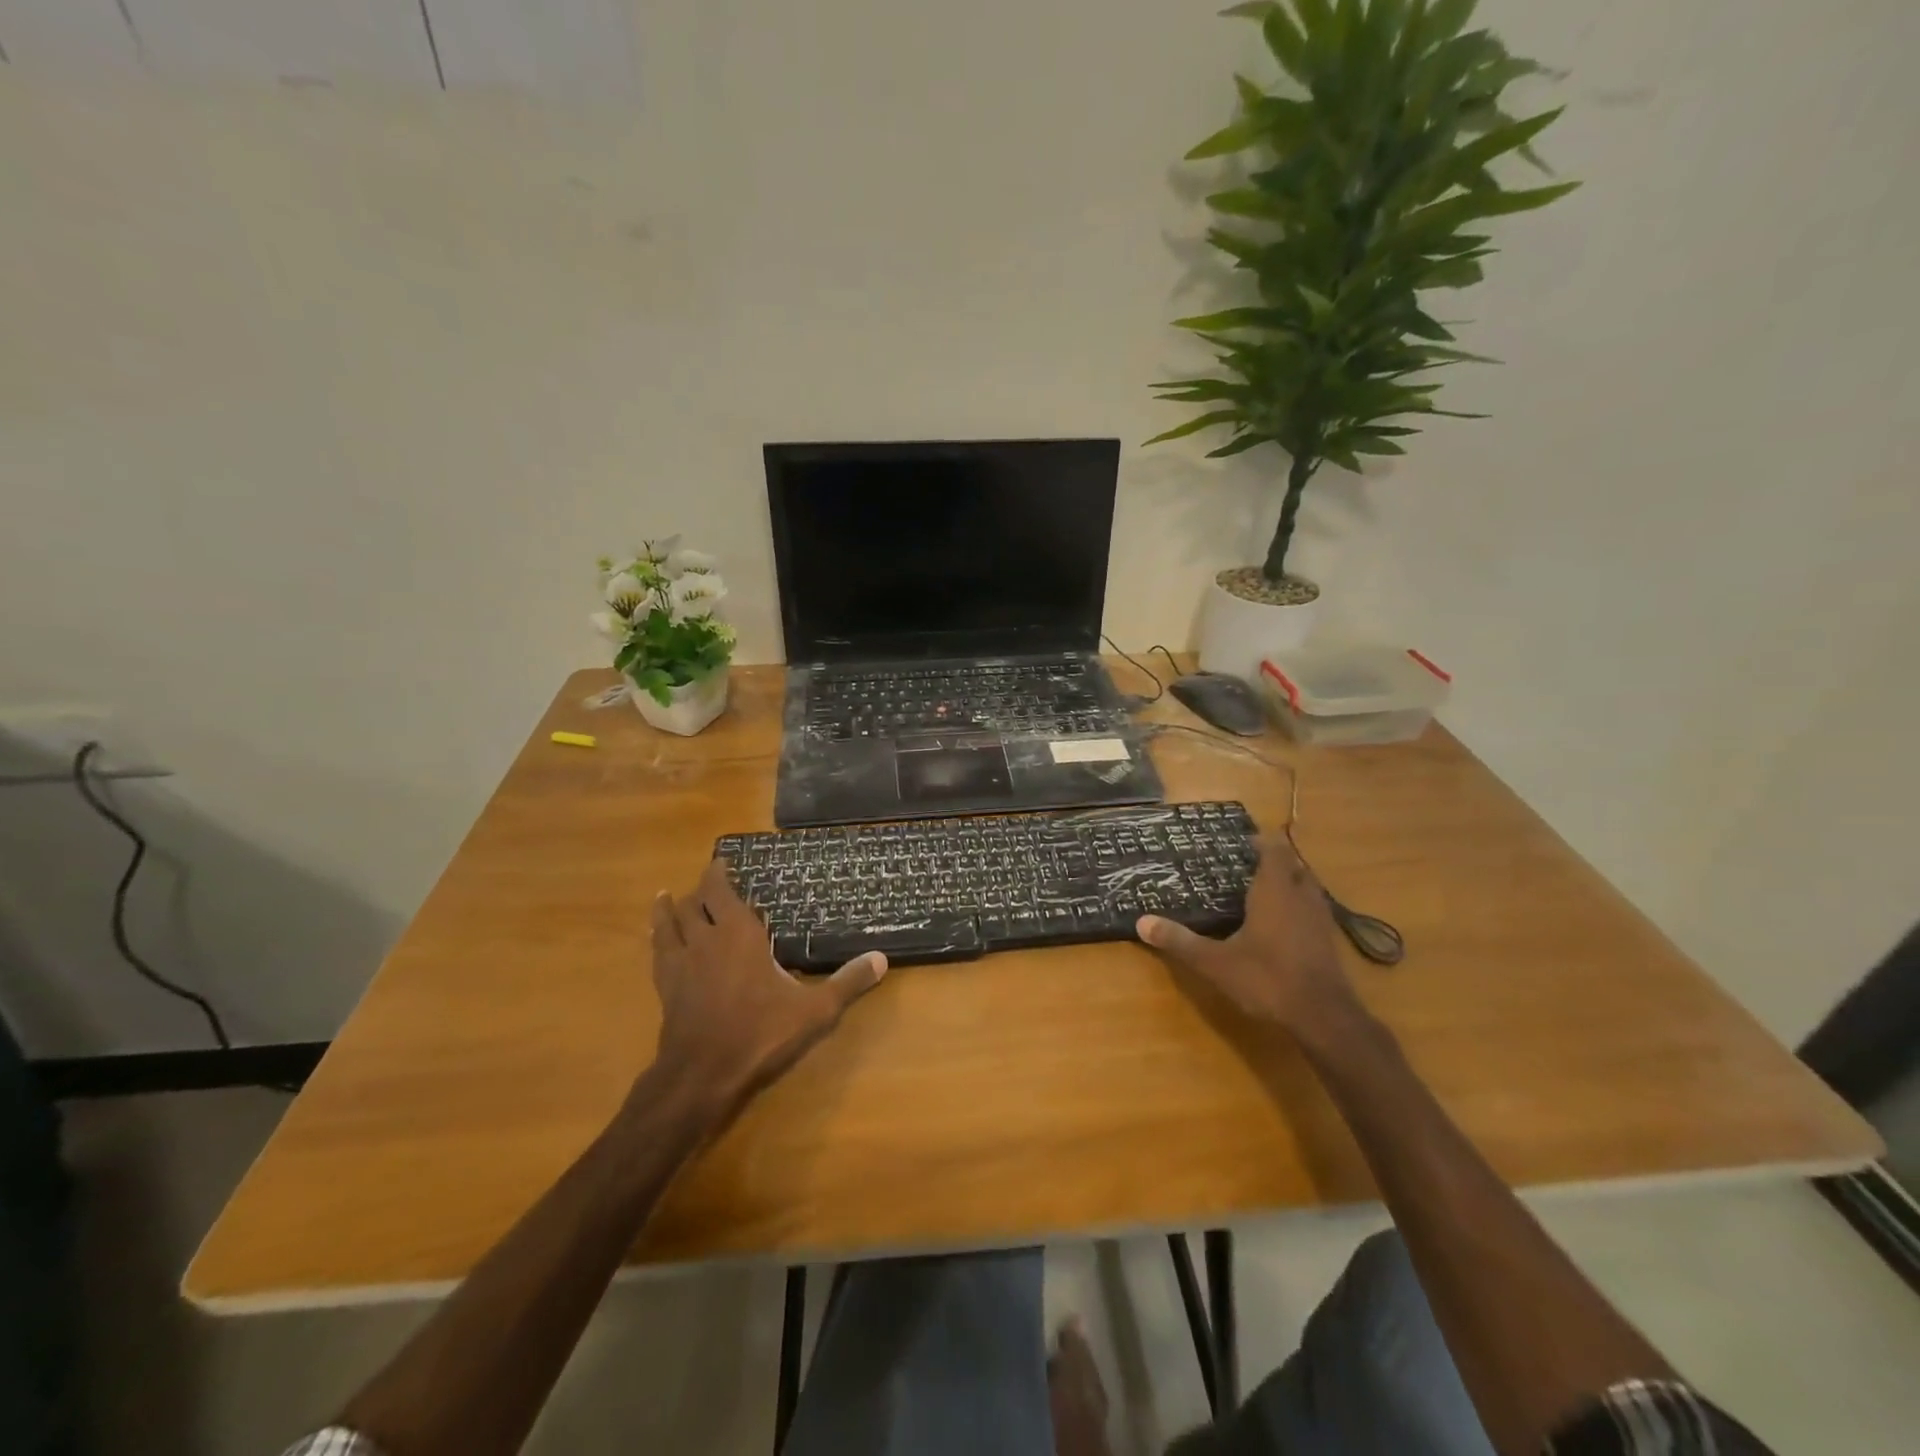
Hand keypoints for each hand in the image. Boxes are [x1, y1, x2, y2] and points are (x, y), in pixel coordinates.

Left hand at [646, 860, 886, 1124]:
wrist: (703, 1073)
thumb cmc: (761, 1032)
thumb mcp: (814, 1010)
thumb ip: (847, 982)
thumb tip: (882, 958)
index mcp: (739, 933)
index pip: (720, 890)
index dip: (717, 873)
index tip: (721, 862)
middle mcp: (705, 939)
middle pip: (693, 903)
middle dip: (699, 890)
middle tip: (708, 884)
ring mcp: (680, 963)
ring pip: (668, 923)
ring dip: (670, 909)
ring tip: (668, 898)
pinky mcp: (665, 987)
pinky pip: (658, 951)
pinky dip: (658, 937)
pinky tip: (659, 940)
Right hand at [1137, 836, 1360, 1043]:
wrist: (1323, 1018)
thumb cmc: (1267, 979)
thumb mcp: (1215, 962)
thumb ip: (1180, 941)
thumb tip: (1141, 922)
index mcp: (1274, 891)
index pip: (1274, 850)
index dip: (1261, 842)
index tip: (1243, 842)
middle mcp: (1301, 897)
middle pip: (1293, 866)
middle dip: (1274, 863)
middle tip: (1247, 867)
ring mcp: (1320, 919)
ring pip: (1307, 889)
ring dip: (1289, 885)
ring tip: (1263, 892)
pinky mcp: (1329, 942)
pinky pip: (1313, 911)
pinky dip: (1298, 909)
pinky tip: (1282, 927)